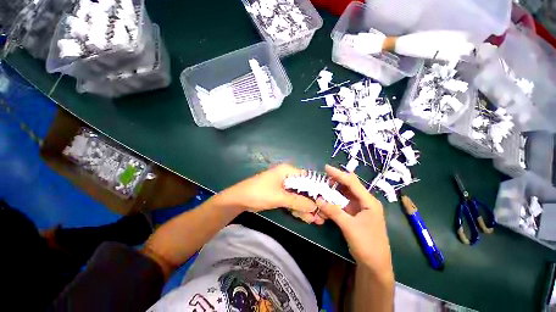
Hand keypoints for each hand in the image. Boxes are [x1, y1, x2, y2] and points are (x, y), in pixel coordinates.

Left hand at [219, 164, 316, 214]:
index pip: (307, 178)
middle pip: (304, 189)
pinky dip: (297, 209)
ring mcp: (283, 187)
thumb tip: (315, 207)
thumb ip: (297, 201)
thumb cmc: (259, 193)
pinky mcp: (279, 195)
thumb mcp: (279, 197)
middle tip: (322, 215)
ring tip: (317, 220)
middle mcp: (287, 177)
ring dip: (306, 208)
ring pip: (298, 197)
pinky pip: (291, 201)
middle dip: (312, 202)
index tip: (325, 202)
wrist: (239, 200)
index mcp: (287, 171)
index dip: (317, 190)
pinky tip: (306, 218)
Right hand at [316, 165, 392, 277]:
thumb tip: (318, 199)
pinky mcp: (355, 214)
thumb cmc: (367, 244)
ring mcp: (360, 208)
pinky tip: (327, 199)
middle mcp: (365, 202)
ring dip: (335, 190)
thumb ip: (333, 211)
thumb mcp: (349, 226)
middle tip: (323, 177)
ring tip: (323, 185)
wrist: (375, 265)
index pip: (352, 183)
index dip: (339, 174)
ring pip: (346, 194)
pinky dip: (335, 200)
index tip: (326, 168)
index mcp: (369, 201)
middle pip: (350, 186)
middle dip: (337, 180)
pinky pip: (344, 203)